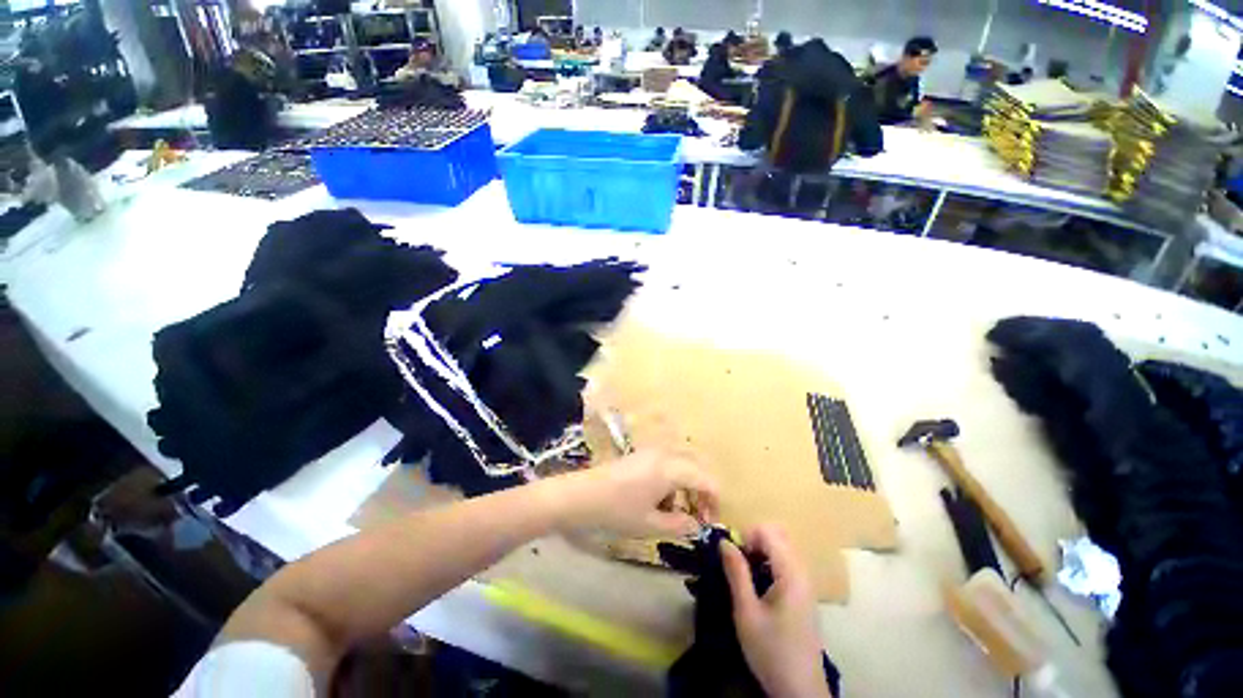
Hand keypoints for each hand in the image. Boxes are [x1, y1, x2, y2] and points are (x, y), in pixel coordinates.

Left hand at [547, 450, 718, 537]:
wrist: (580, 495)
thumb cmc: (617, 511)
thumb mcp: (651, 525)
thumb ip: (680, 525)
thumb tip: (696, 526)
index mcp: (671, 468)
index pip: (706, 480)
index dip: (713, 502)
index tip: (708, 524)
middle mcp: (664, 454)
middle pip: (696, 467)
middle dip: (701, 492)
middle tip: (697, 517)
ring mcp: (651, 452)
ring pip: (681, 465)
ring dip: (686, 486)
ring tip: (676, 512)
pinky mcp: (640, 455)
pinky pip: (666, 463)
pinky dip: (671, 480)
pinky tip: (658, 500)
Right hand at [721, 525, 830, 697]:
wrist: (800, 691)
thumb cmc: (771, 650)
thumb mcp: (746, 612)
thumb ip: (736, 572)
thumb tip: (724, 541)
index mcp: (791, 573)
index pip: (768, 531)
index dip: (746, 536)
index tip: (732, 556)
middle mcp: (803, 572)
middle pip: (778, 536)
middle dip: (754, 541)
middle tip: (738, 563)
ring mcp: (806, 583)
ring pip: (783, 549)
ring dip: (761, 553)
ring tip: (745, 575)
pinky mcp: (805, 594)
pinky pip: (787, 564)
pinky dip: (770, 564)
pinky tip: (759, 587)